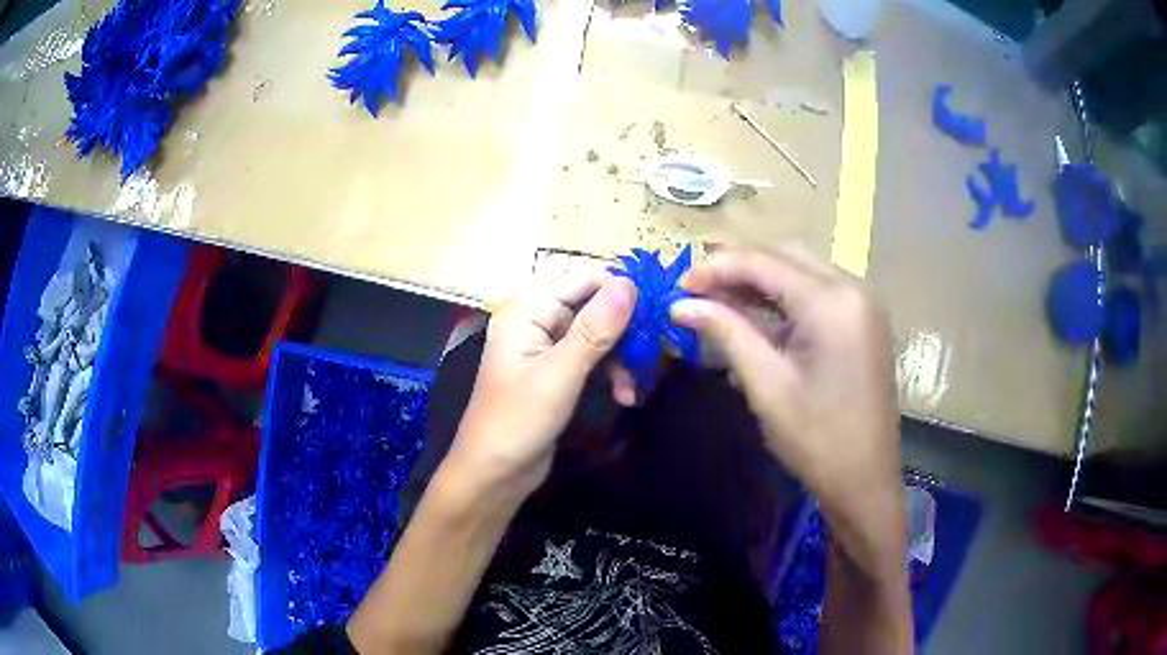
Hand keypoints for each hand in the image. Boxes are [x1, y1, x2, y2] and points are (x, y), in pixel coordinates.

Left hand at [445, 268, 635, 496]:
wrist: (494, 474)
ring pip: (598, 332)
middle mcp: (536, 320)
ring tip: (636, 387)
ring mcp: (547, 346)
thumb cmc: (518, 422)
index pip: (583, 278)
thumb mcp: (559, 375)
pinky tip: (626, 396)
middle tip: (654, 352)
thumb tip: (629, 283)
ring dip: (622, 355)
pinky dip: (612, 372)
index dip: (622, 288)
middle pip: (594, 304)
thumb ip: (594, 330)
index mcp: (527, 310)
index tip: (659, 310)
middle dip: (626, 328)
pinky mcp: (557, 370)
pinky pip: (593, 357)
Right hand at [669, 245, 902, 522]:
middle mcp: (853, 287)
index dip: (716, 267)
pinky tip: (756, 314)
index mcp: (833, 302)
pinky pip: (817, 291)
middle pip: (785, 255)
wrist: (866, 480)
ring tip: (718, 301)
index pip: (764, 262)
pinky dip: (784, 297)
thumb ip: (726, 333)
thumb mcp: (767, 386)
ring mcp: (863, 302)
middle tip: (697, 292)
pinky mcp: (863, 319)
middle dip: (738, 268)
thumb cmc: (817, 440)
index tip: (678, 285)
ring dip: (760, 280)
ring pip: (801, 269)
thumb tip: (680, 305)